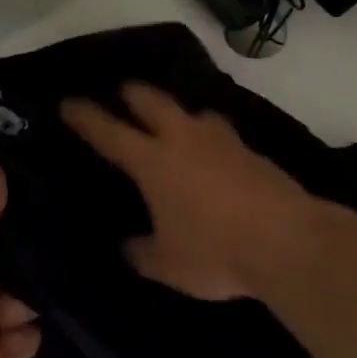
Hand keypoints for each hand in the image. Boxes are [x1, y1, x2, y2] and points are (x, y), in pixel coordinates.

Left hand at [0, 162, 39, 357]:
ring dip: (23, 303)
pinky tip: (14, 340)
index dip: (0, 204)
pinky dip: (21, 339)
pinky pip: (20, 338)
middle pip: (1, 257)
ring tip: (12, 314)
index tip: (38, 189)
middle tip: (42, 254)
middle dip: (23, 258)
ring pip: (16, 297)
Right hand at [61, 83, 333, 300]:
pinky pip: (220, 132)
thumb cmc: (216, 252)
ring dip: (176, 111)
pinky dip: (207, 135)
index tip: (68, 102)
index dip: (85, 116)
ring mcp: (221, 140)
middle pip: (152, 101)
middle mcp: (184, 139)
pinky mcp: (250, 150)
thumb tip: (128, 246)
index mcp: (153, 162)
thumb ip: (141, 252)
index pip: (109, 132)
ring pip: (192, 111)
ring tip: (171, 121)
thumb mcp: (167, 265)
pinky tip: (211, 152)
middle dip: (133, 94)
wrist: (289, 241)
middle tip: (122, 92)